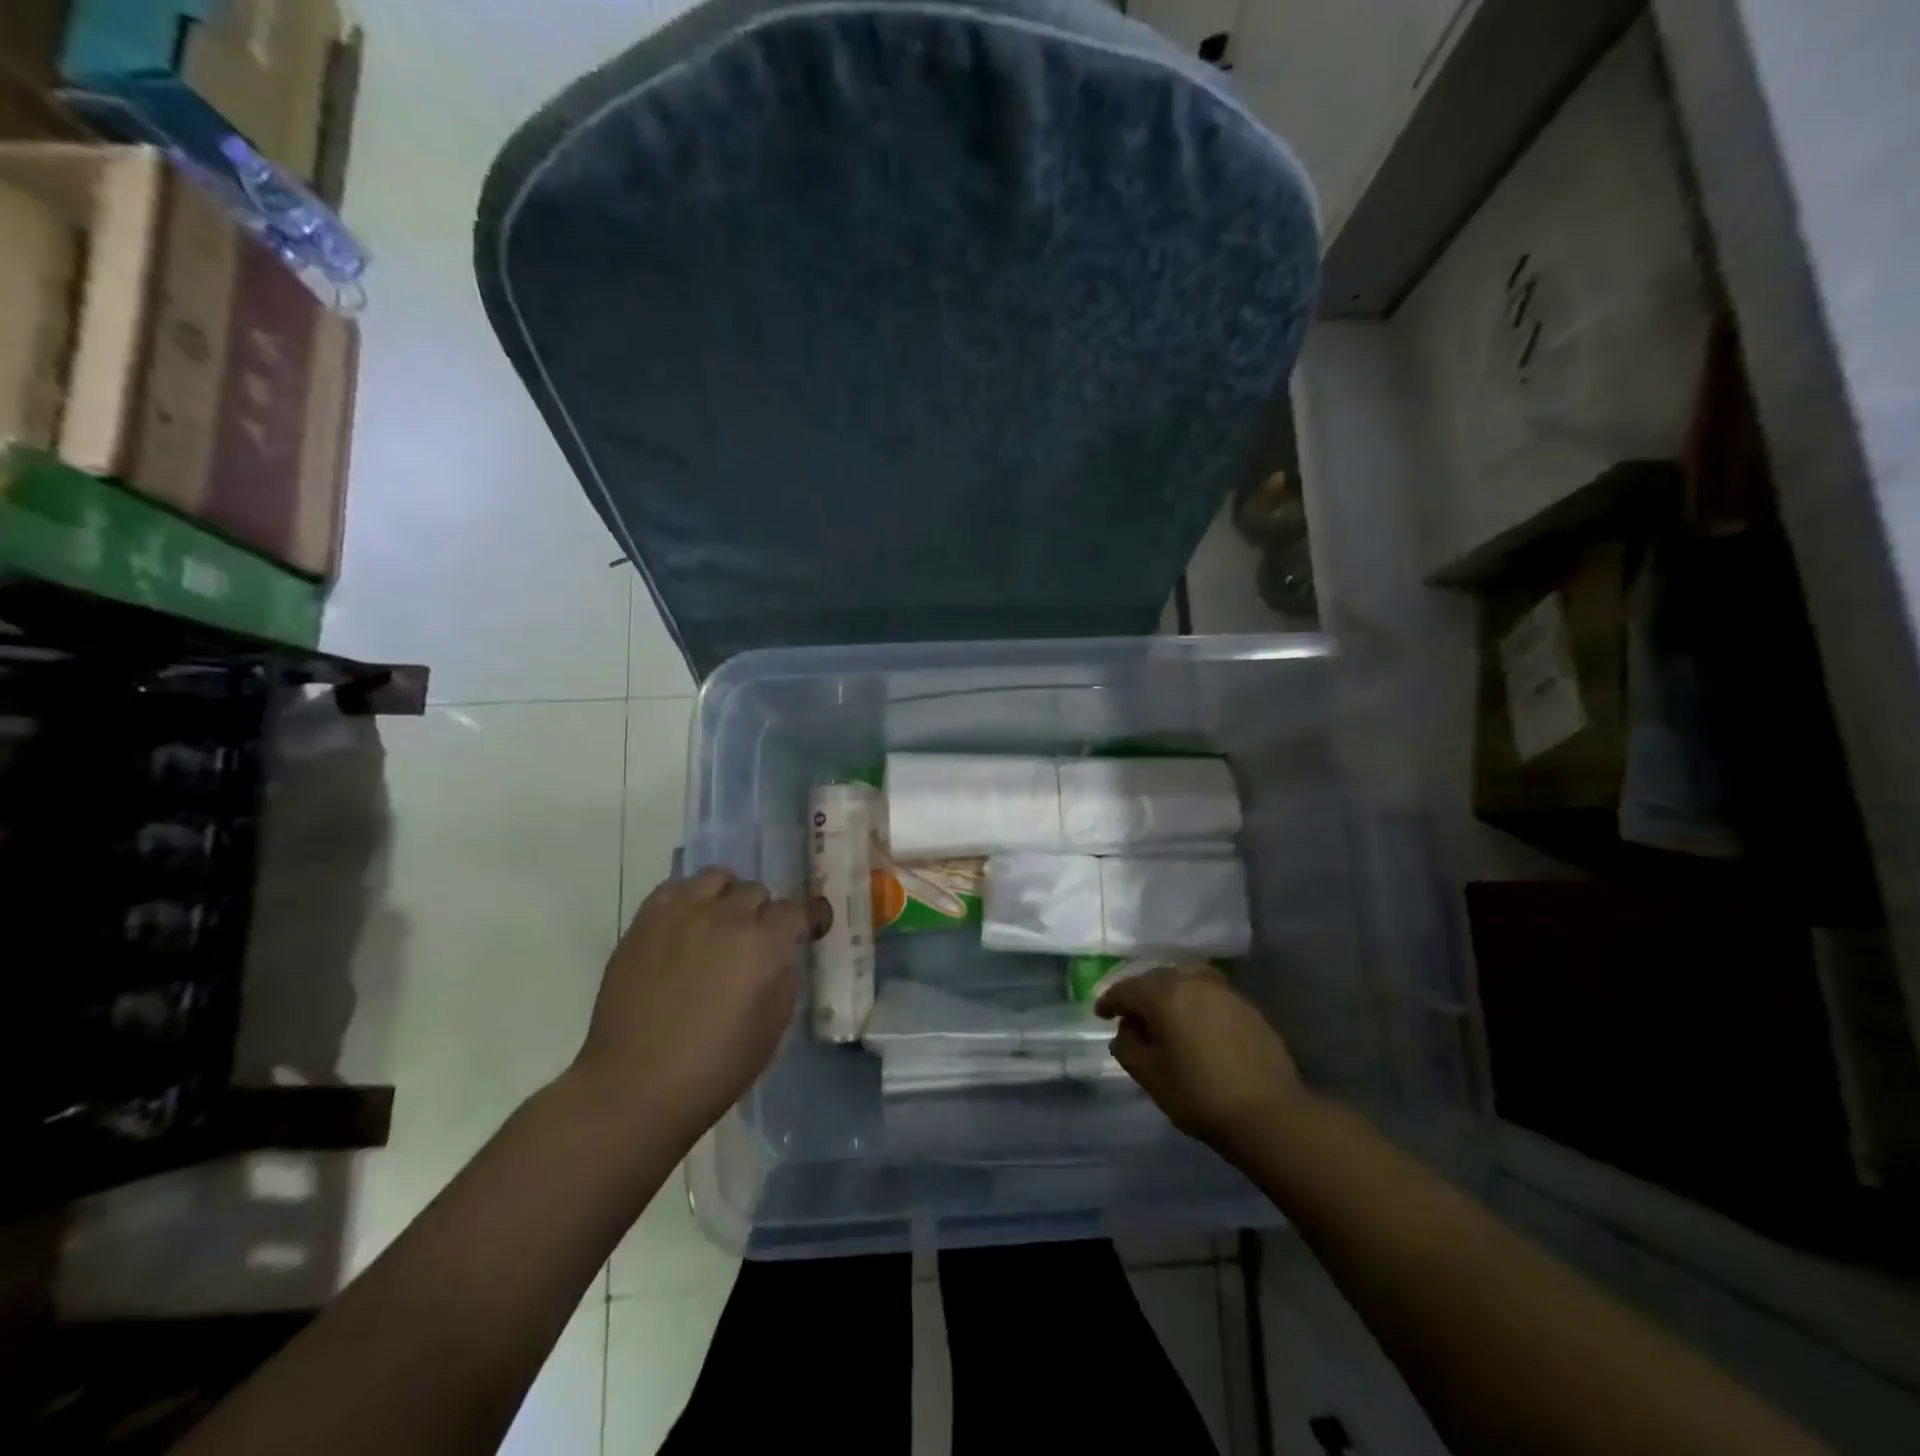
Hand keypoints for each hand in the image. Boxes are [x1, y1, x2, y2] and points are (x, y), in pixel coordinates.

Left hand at [572, 868, 811, 1141]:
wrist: (634, 1087)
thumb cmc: (714, 1068)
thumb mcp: (773, 1030)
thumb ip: (784, 980)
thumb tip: (779, 957)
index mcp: (762, 944)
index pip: (795, 910)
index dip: (803, 923)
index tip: (802, 934)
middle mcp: (724, 917)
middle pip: (756, 891)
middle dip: (761, 915)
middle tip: (752, 944)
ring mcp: (680, 914)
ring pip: (716, 878)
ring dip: (726, 898)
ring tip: (718, 925)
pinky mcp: (644, 921)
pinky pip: (675, 887)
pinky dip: (688, 900)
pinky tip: (685, 926)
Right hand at [1097, 965, 1308, 1155]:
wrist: (1269, 1113)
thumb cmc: (1199, 1095)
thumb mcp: (1150, 1077)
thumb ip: (1128, 1047)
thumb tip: (1127, 1031)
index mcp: (1164, 995)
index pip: (1127, 990)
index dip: (1110, 1001)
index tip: (1100, 1014)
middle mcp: (1192, 982)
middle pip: (1157, 980)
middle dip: (1140, 995)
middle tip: (1132, 1016)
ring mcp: (1224, 992)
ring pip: (1186, 982)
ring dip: (1170, 995)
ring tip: (1166, 1017)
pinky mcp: (1247, 1007)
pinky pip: (1210, 995)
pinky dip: (1196, 1003)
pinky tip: (1197, 1025)